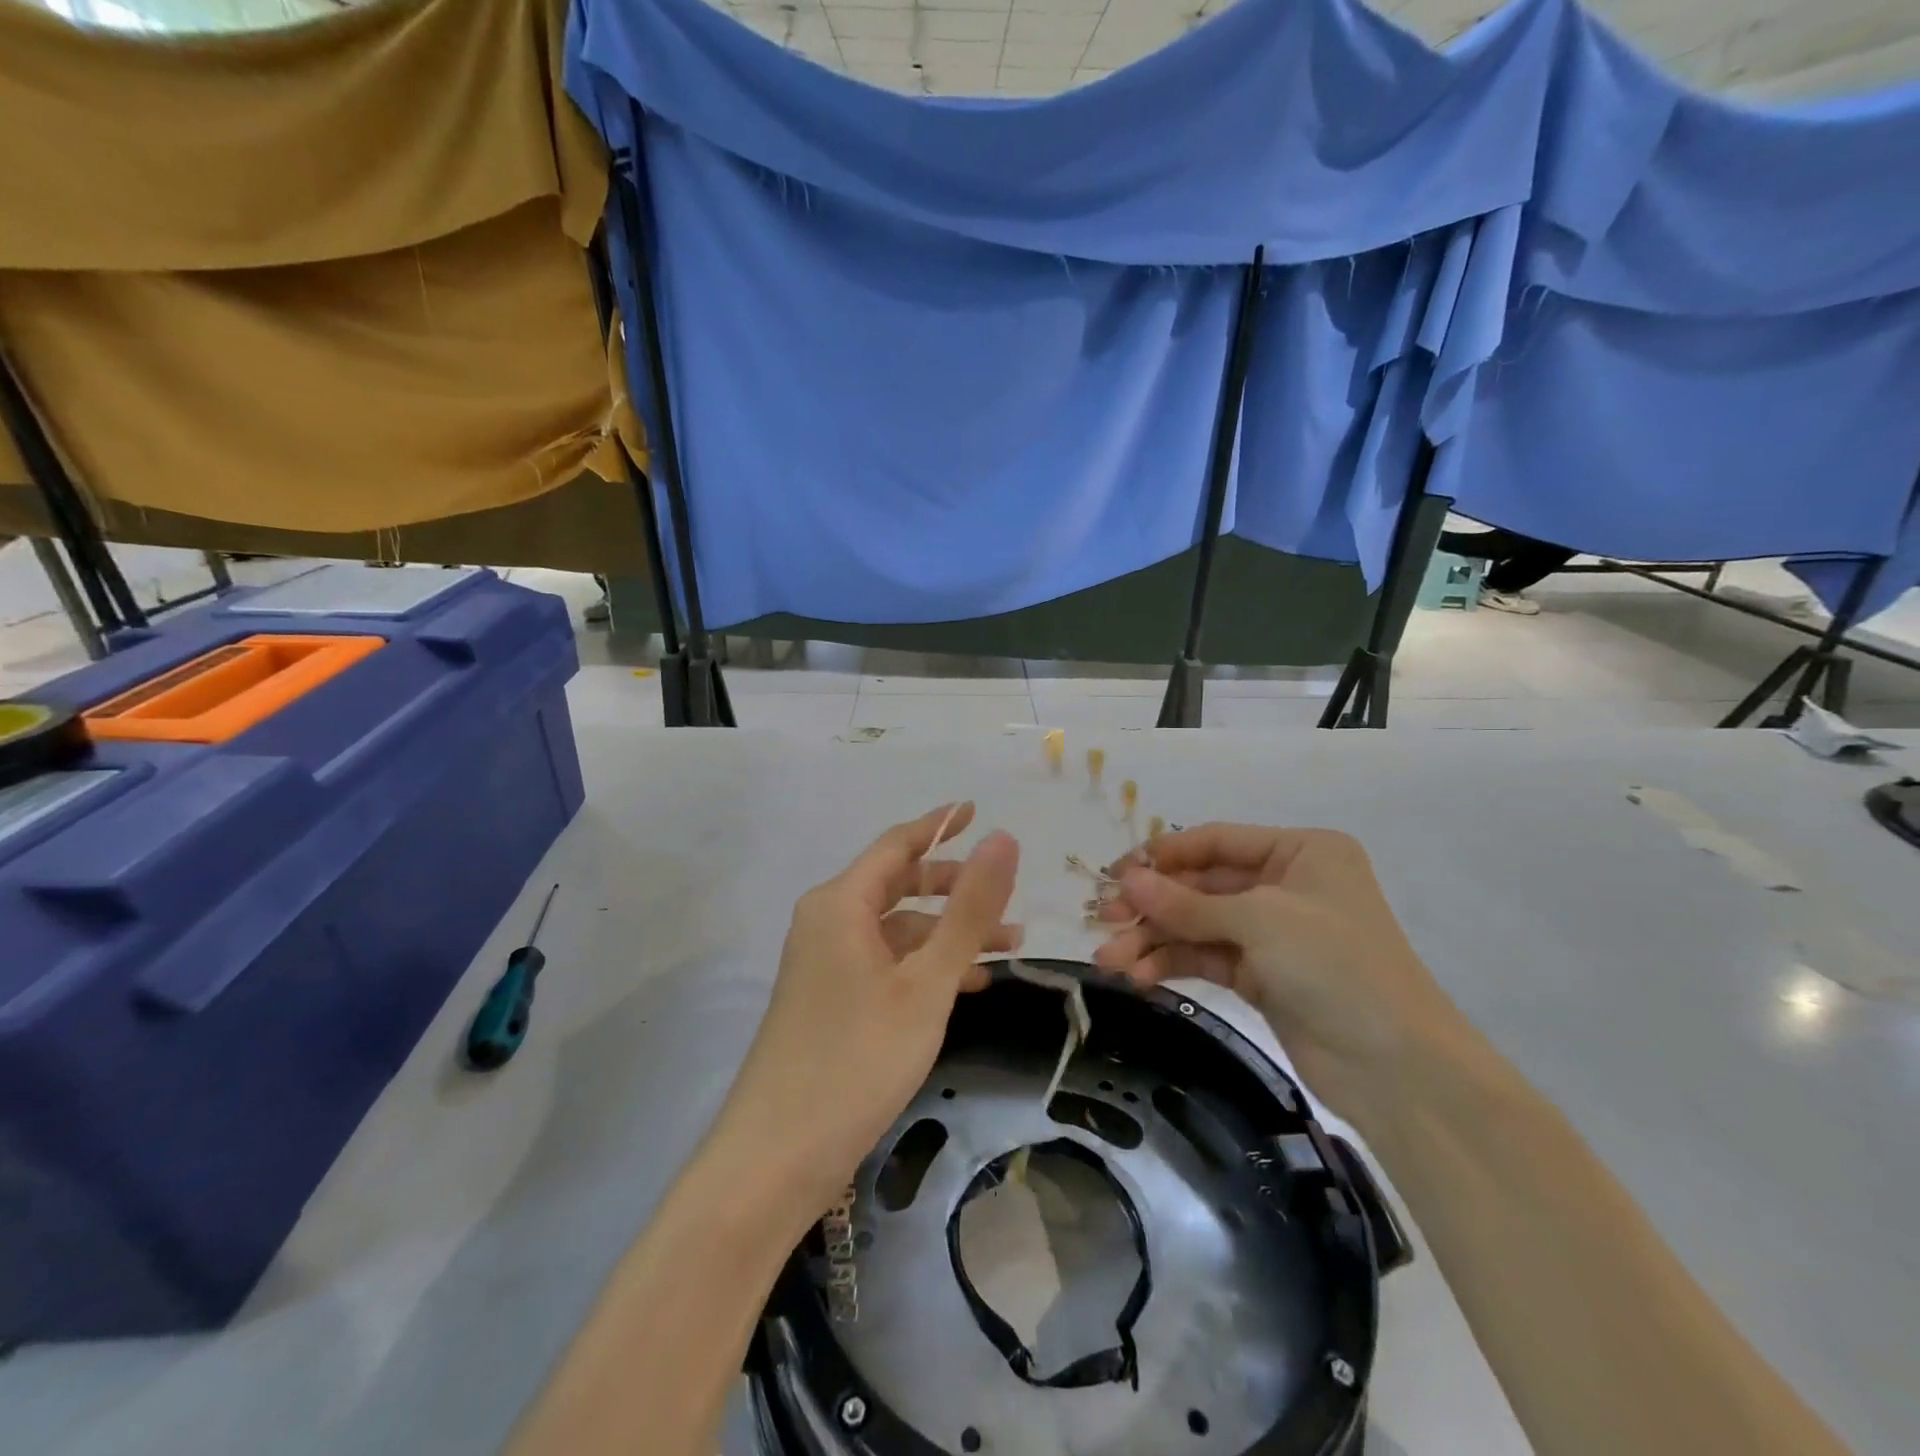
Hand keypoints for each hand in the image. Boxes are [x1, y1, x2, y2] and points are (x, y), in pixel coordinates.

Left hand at [715, 803, 1019, 1212]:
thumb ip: (968, 910)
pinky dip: (924, 966)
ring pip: (896, 930)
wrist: (776, 1158)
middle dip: (953, 888)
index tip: (977, 810)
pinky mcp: (828, 1000)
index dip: (939, 825)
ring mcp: (824, 963)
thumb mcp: (927, 982)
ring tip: (1005, 949)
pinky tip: (965, 987)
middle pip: (897, 885)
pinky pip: (884, 963)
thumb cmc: (857, 1058)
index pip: (896, 845)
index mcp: (840, 903)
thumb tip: (1003, 840)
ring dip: (946, 934)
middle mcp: (826, 922)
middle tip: (1006, 898)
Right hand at [1093, 823, 1465, 1126]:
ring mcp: (1272, 934)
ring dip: (1153, 940)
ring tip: (1110, 960)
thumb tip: (1126, 881)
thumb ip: (1188, 903)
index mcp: (1299, 852)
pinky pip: (1206, 958)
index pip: (1216, 842)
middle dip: (1152, 904)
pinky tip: (1139, 976)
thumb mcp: (1259, 921)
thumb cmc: (1336, 966)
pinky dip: (1172, 964)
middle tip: (1102, 918)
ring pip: (1198, 926)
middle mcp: (1284, 886)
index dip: (1163, 856)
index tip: (1116, 874)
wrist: (1397, 1069)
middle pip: (1202, 886)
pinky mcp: (1261, 976)